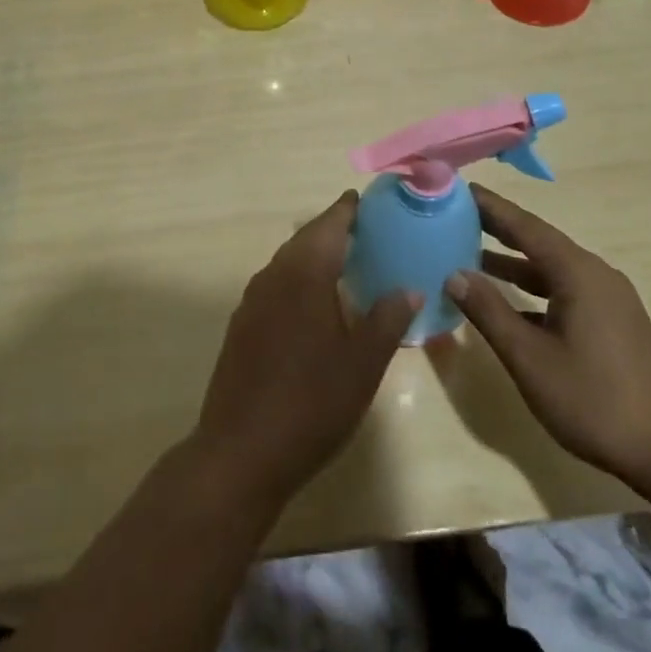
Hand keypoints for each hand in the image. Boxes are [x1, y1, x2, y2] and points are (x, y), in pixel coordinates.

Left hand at [192, 192, 416, 511]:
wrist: (241, 451)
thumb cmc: (311, 403)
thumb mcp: (363, 363)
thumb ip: (387, 319)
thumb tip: (409, 288)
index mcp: (303, 274)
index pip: (328, 225)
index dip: (348, 210)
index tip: (367, 200)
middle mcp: (273, 276)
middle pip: (305, 239)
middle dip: (333, 230)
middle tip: (367, 231)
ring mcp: (252, 302)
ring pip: (288, 262)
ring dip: (315, 255)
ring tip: (347, 263)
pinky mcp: (242, 326)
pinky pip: (276, 286)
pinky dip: (299, 280)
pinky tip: (316, 303)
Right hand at [445, 184, 650, 488]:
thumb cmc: (595, 400)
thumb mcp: (530, 358)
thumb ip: (490, 312)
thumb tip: (454, 274)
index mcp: (577, 273)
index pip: (525, 226)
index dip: (490, 207)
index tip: (458, 189)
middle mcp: (595, 275)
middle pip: (538, 241)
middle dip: (497, 228)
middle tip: (455, 216)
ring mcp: (608, 300)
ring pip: (551, 268)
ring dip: (512, 262)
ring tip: (469, 254)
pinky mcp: (613, 323)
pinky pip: (563, 290)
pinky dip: (532, 289)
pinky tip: (508, 304)